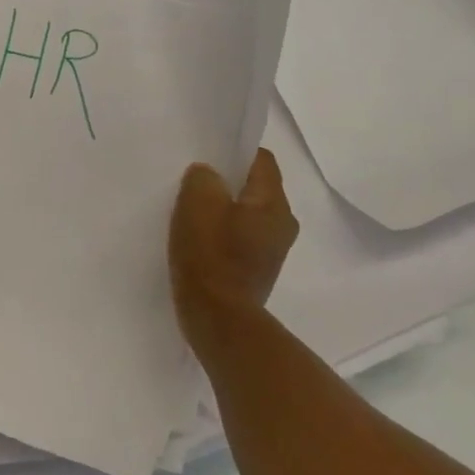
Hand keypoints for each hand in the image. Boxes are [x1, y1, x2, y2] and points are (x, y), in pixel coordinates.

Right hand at [168, 149, 298, 337]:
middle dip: (226, 184)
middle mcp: (282, 226)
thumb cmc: (210, 257)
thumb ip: (203, 177)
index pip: (261, 160)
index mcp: (274, 204)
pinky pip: (239, 240)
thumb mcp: (198, 202)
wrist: (218, 321)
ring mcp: (271, 252)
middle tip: (194, 186)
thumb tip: (207, 176)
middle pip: (254, 189)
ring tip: (191, 216)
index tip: (207, 158)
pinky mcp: (256, 273)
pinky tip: (197, 243)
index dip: (234, 153)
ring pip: (246, 216)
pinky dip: (221, 237)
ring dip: (222, 212)